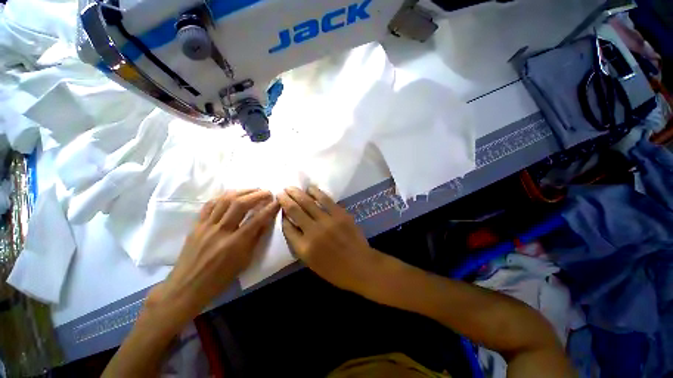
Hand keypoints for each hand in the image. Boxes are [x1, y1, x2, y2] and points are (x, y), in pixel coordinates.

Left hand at [148, 189, 279, 322]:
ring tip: (253, 189)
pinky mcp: (196, 225)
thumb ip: (255, 239)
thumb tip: (266, 221)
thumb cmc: (220, 278)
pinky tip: (233, 195)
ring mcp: (206, 226)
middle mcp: (220, 231)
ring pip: (225, 200)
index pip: (257, 220)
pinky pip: (209, 205)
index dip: (270, 208)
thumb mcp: (245, 261)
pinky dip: (223, 197)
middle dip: (257, 195)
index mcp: (235, 244)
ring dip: (242, 191)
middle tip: (267, 192)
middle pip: (240, 204)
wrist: (187, 286)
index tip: (278, 201)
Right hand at [277, 186, 380, 292]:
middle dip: (285, 200)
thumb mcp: (311, 262)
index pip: (287, 227)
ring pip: (308, 202)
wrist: (360, 265)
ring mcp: (327, 221)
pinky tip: (310, 188)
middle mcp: (313, 232)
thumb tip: (293, 224)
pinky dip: (316, 192)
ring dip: (298, 193)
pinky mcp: (340, 214)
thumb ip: (299, 243)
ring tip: (291, 187)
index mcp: (304, 247)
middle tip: (280, 192)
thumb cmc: (334, 269)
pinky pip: (326, 200)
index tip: (281, 208)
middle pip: (295, 211)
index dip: (282, 216)